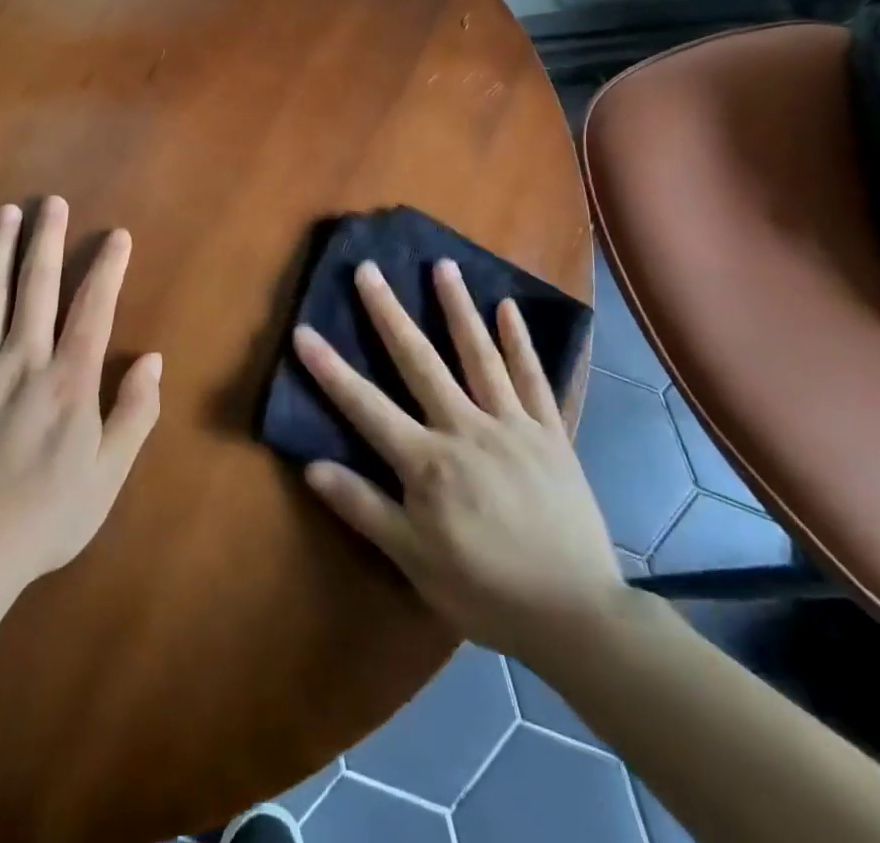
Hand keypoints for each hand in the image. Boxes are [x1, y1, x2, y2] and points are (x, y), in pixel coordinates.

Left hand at [0, 198, 161, 588]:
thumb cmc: (43, 519)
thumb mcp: (108, 477)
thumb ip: (134, 414)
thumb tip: (153, 359)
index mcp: (68, 382)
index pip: (94, 308)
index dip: (108, 267)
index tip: (116, 236)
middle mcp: (22, 361)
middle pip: (37, 286)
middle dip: (47, 239)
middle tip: (52, 202)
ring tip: (5, 212)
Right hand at [295, 259, 623, 653]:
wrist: (577, 614)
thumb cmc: (486, 590)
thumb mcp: (415, 561)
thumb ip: (364, 508)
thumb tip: (312, 467)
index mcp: (428, 462)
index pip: (366, 406)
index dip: (330, 370)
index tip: (303, 331)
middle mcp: (466, 428)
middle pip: (419, 361)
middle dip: (389, 313)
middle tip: (369, 269)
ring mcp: (512, 424)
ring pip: (479, 354)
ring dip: (458, 308)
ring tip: (442, 265)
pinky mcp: (550, 432)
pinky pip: (533, 377)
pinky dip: (520, 341)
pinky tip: (508, 307)